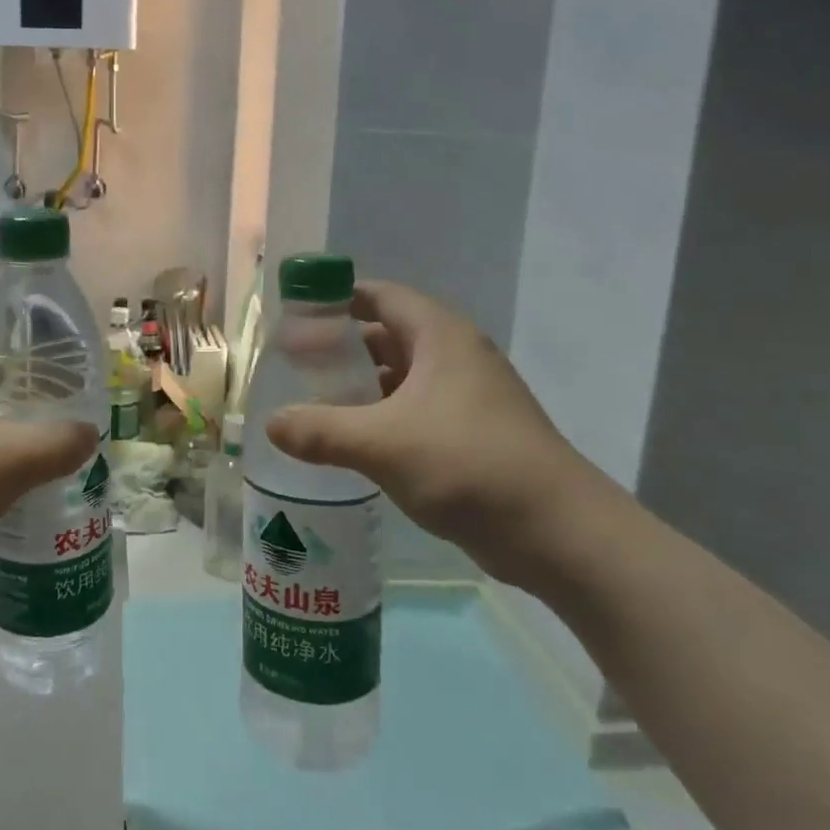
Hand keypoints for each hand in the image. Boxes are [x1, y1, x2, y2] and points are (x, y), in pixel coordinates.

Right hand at [265, 281, 597, 581]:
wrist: (559, 533)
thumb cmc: (468, 464)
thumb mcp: (381, 443)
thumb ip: (320, 430)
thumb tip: (271, 424)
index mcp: (439, 336)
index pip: (379, 296)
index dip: (335, 300)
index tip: (295, 319)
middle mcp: (454, 356)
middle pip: (386, 335)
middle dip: (340, 349)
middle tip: (294, 368)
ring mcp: (466, 397)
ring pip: (400, 377)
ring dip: (360, 388)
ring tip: (313, 405)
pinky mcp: (472, 434)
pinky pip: (414, 411)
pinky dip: (381, 418)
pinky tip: (351, 442)